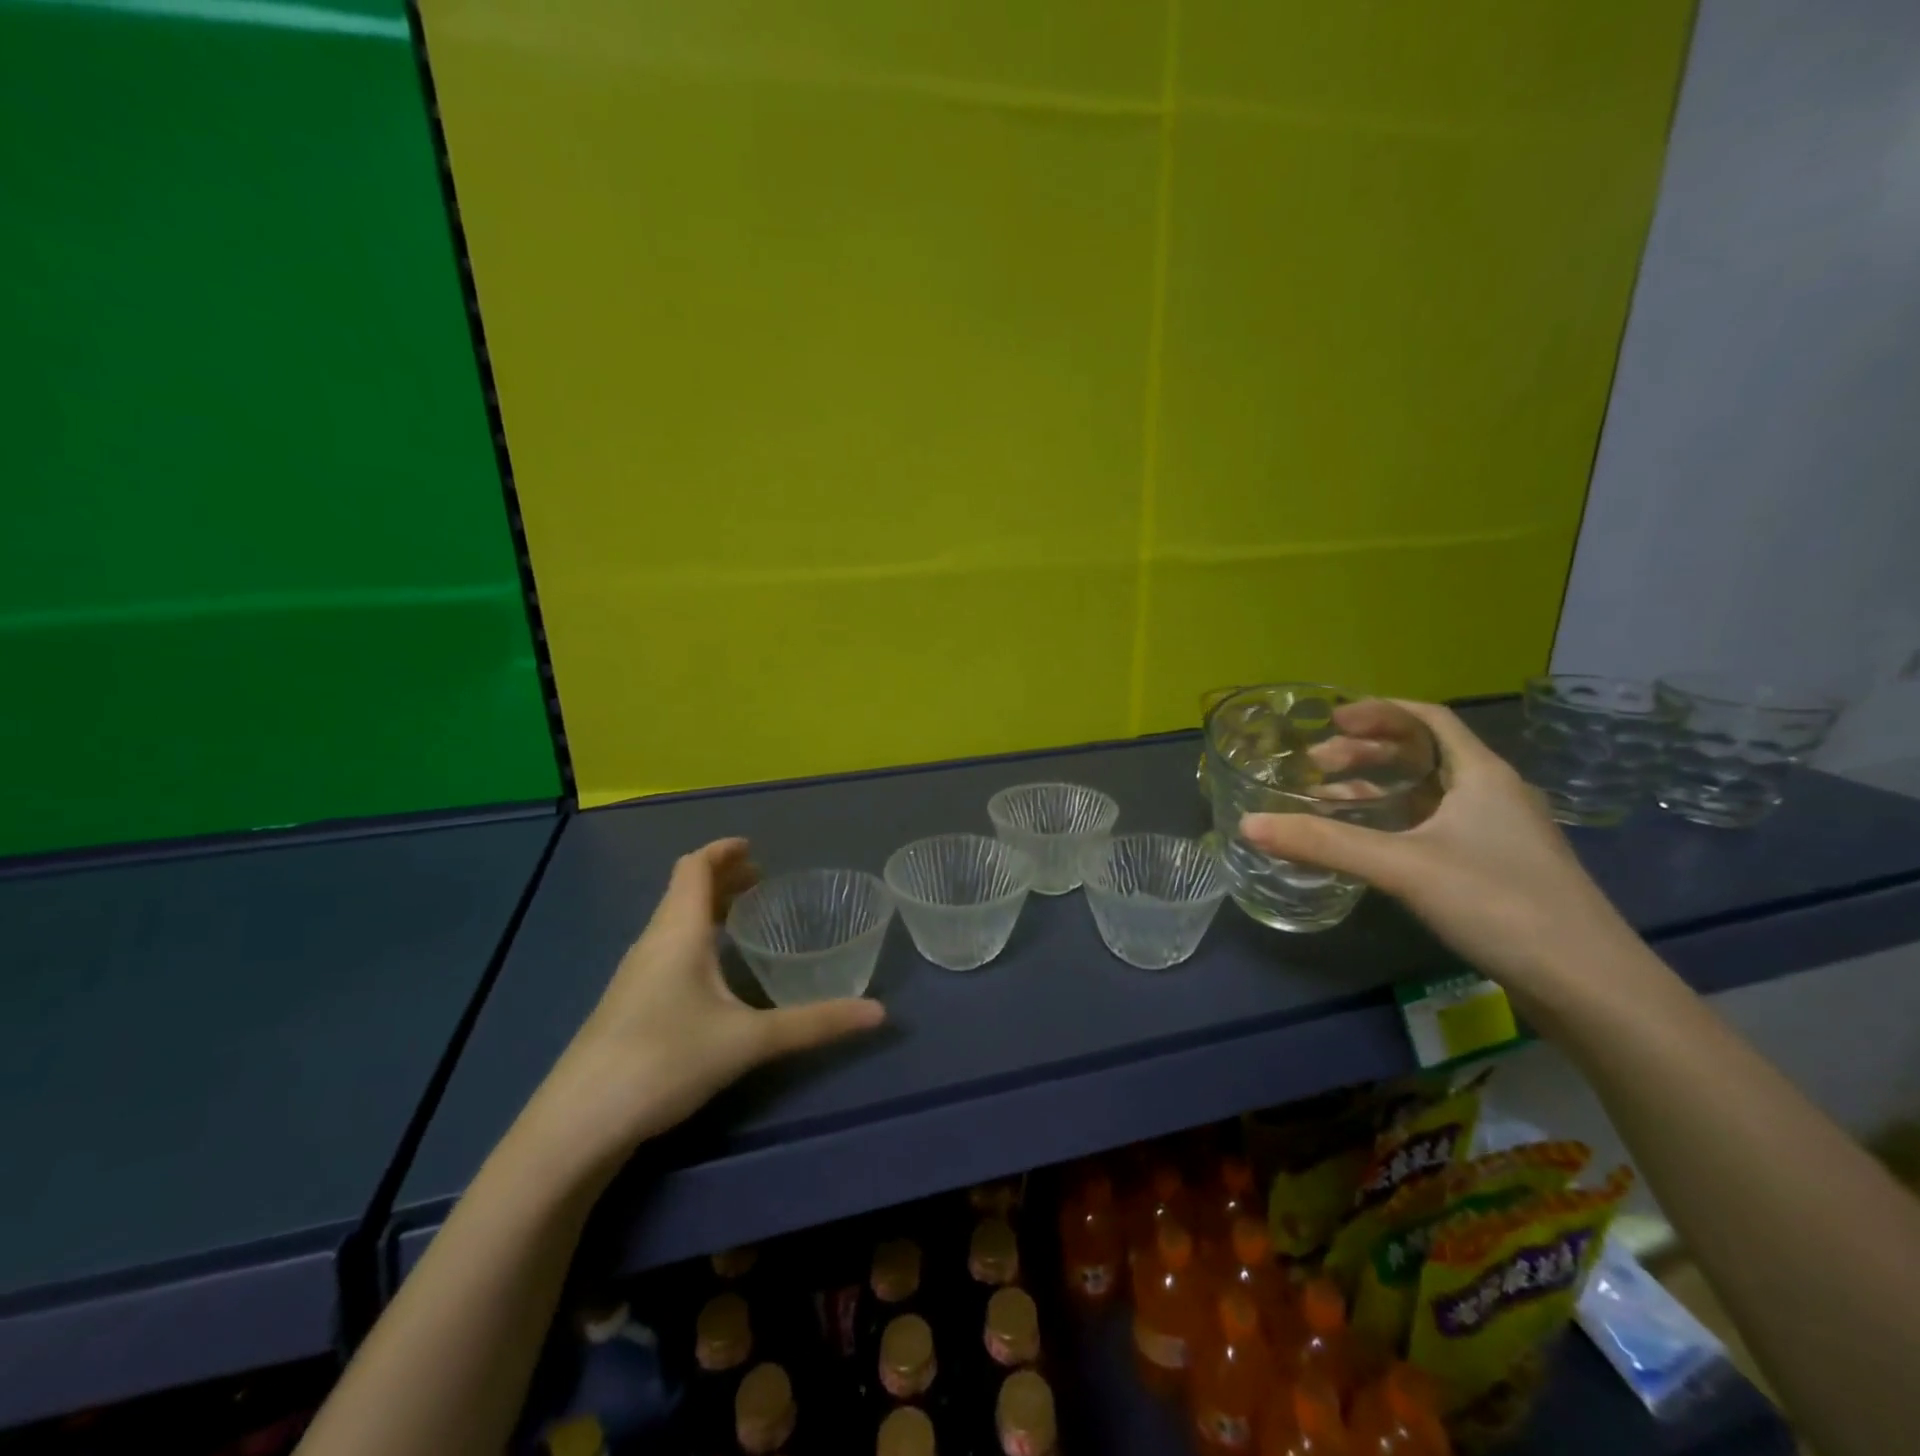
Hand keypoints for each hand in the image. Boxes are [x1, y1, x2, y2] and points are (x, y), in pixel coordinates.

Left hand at [518, 839, 884, 1183]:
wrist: (577, 1124)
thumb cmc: (664, 1060)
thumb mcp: (748, 1041)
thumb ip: (814, 1024)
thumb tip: (878, 1013)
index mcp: (677, 932)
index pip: (694, 868)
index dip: (722, 851)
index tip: (752, 847)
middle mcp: (652, 943)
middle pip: (684, 892)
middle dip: (721, 879)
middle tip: (760, 880)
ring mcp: (634, 976)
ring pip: (672, 923)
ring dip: (705, 908)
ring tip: (741, 918)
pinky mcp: (626, 1006)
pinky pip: (665, 950)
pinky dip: (693, 938)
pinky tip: (711, 973)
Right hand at [1241, 701, 1645, 1000]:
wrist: (1589, 984)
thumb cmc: (1499, 903)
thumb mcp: (1403, 867)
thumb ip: (1324, 844)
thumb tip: (1248, 824)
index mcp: (1482, 775)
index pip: (1429, 719)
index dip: (1378, 711)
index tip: (1330, 721)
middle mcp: (1493, 795)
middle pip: (1424, 754)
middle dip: (1366, 753)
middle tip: (1316, 765)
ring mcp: (1497, 834)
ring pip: (1427, 794)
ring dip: (1377, 790)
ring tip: (1327, 800)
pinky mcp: (1495, 869)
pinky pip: (1433, 827)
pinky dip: (1394, 824)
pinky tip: (1367, 846)